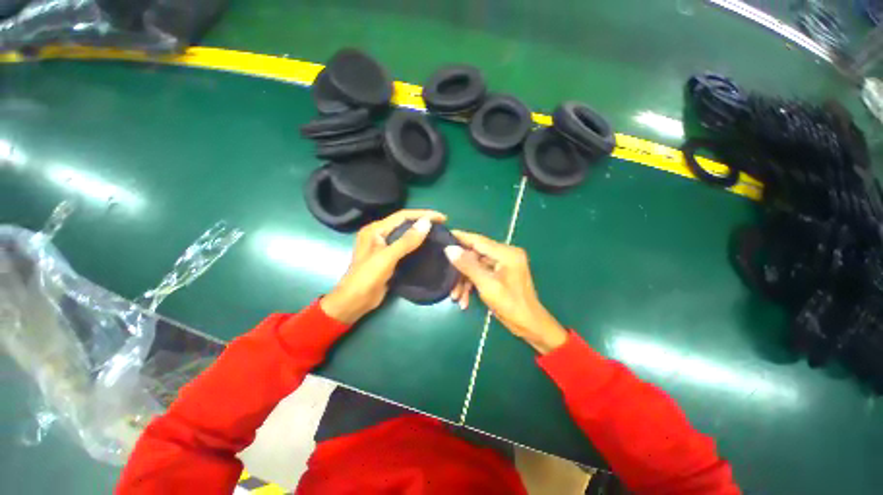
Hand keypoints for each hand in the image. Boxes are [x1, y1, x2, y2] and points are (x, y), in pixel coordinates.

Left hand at [320, 210, 445, 323]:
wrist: (354, 301)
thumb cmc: (367, 277)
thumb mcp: (387, 257)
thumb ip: (406, 241)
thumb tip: (426, 223)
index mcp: (375, 229)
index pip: (402, 216)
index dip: (422, 214)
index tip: (441, 217)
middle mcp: (379, 234)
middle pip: (404, 223)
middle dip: (423, 222)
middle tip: (442, 225)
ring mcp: (383, 247)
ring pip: (405, 235)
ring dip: (420, 233)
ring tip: (438, 233)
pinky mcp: (388, 258)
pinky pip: (405, 247)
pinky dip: (416, 245)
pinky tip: (427, 246)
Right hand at [444, 231, 567, 353]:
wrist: (530, 326)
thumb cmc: (511, 305)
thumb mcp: (487, 285)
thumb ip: (468, 265)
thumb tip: (450, 249)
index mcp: (506, 253)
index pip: (478, 240)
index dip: (460, 237)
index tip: (442, 235)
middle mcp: (505, 255)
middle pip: (475, 255)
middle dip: (460, 270)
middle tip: (447, 280)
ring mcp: (503, 265)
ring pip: (476, 266)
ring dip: (464, 281)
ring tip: (455, 297)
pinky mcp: (501, 274)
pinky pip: (481, 274)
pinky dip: (472, 285)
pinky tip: (464, 300)